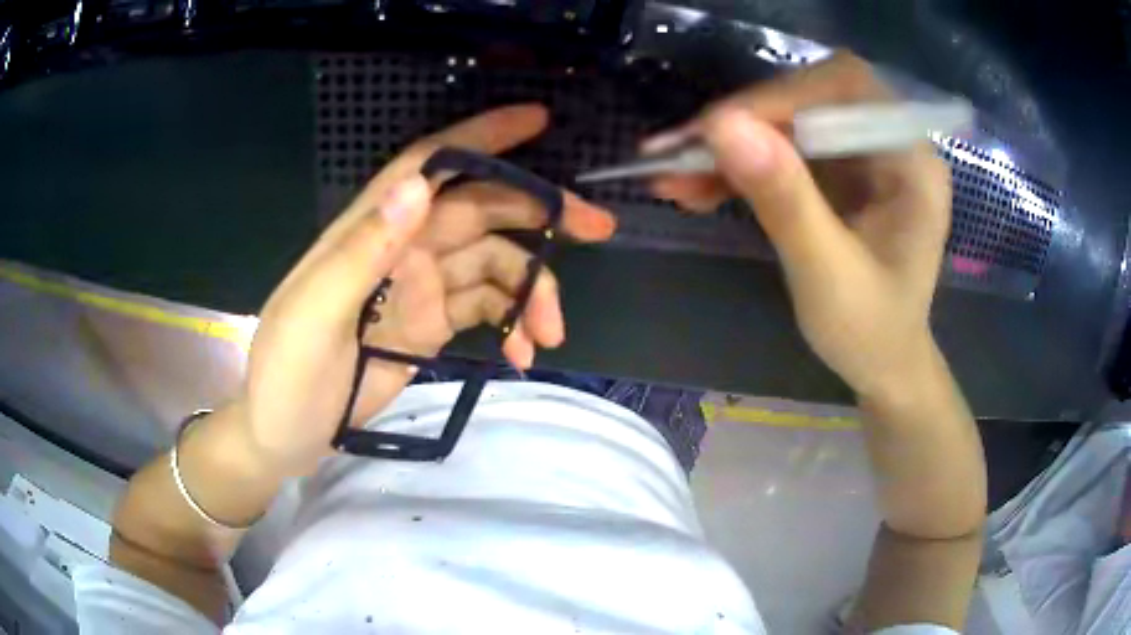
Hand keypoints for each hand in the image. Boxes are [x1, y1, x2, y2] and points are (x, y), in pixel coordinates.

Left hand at [238, 105, 615, 477]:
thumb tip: (420, 184)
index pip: (430, 165)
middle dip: (541, 215)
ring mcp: (420, 287)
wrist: (283, 434)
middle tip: (599, 230)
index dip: (482, 138)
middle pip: (482, 212)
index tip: (537, 120)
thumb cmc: (285, 378)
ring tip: (551, 336)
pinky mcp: (431, 324)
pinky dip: (512, 326)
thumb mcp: (312, 318)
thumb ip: (362, 252)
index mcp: (370, 231)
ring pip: (494, 265)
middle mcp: (402, 247)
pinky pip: (486, 309)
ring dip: (530, 292)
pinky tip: (524, 355)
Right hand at [647, 53, 950, 398]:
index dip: (778, 99)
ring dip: (730, 145)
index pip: (845, 90)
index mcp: (912, 162)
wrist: (882, 364)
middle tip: (677, 153)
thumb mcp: (828, 276)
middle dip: (743, 121)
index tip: (711, 131)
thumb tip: (722, 126)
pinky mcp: (838, 169)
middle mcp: (890, 142)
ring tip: (672, 176)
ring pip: (788, 120)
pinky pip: (782, 147)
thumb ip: (785, 201)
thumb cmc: (871, 333)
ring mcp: (862, 153)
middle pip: (810, 96)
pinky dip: (739, 163)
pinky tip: (699, 186)